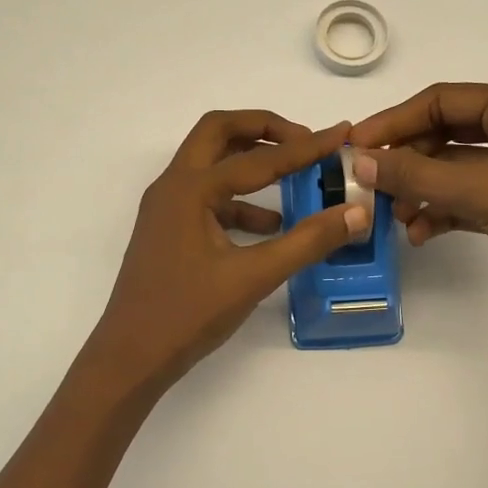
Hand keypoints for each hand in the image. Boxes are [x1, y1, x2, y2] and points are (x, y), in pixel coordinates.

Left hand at [86, 111, 368, 390]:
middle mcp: (173, 187)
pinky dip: (240, 201)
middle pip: (219, 133)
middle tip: (305, 141)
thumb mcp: (253, 277)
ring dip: (251, 162)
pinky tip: (271, 226)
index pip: (258, 158)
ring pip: (211, 165)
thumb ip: (307, 242)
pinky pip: (208, 199)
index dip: (305, 146)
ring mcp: (166, 209)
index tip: (341, 135)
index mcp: (190, 189)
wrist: (131, 357)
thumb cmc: (187, 314)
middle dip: (265, 130)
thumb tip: (356, 213)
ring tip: (295, 178)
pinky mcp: (168, 232)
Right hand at [349, 83, 487, 323]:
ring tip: (396, 217)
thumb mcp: (480, 188)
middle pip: (442, 134)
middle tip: (370, 186)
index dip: (393, 121)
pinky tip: (420, 233)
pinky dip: (440, 212)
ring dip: (420, 190)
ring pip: (451, 170)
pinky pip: (464, 199)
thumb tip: (359, 162)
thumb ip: (416, 174)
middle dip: (406, 161)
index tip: (355, 147)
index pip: (439, 101)